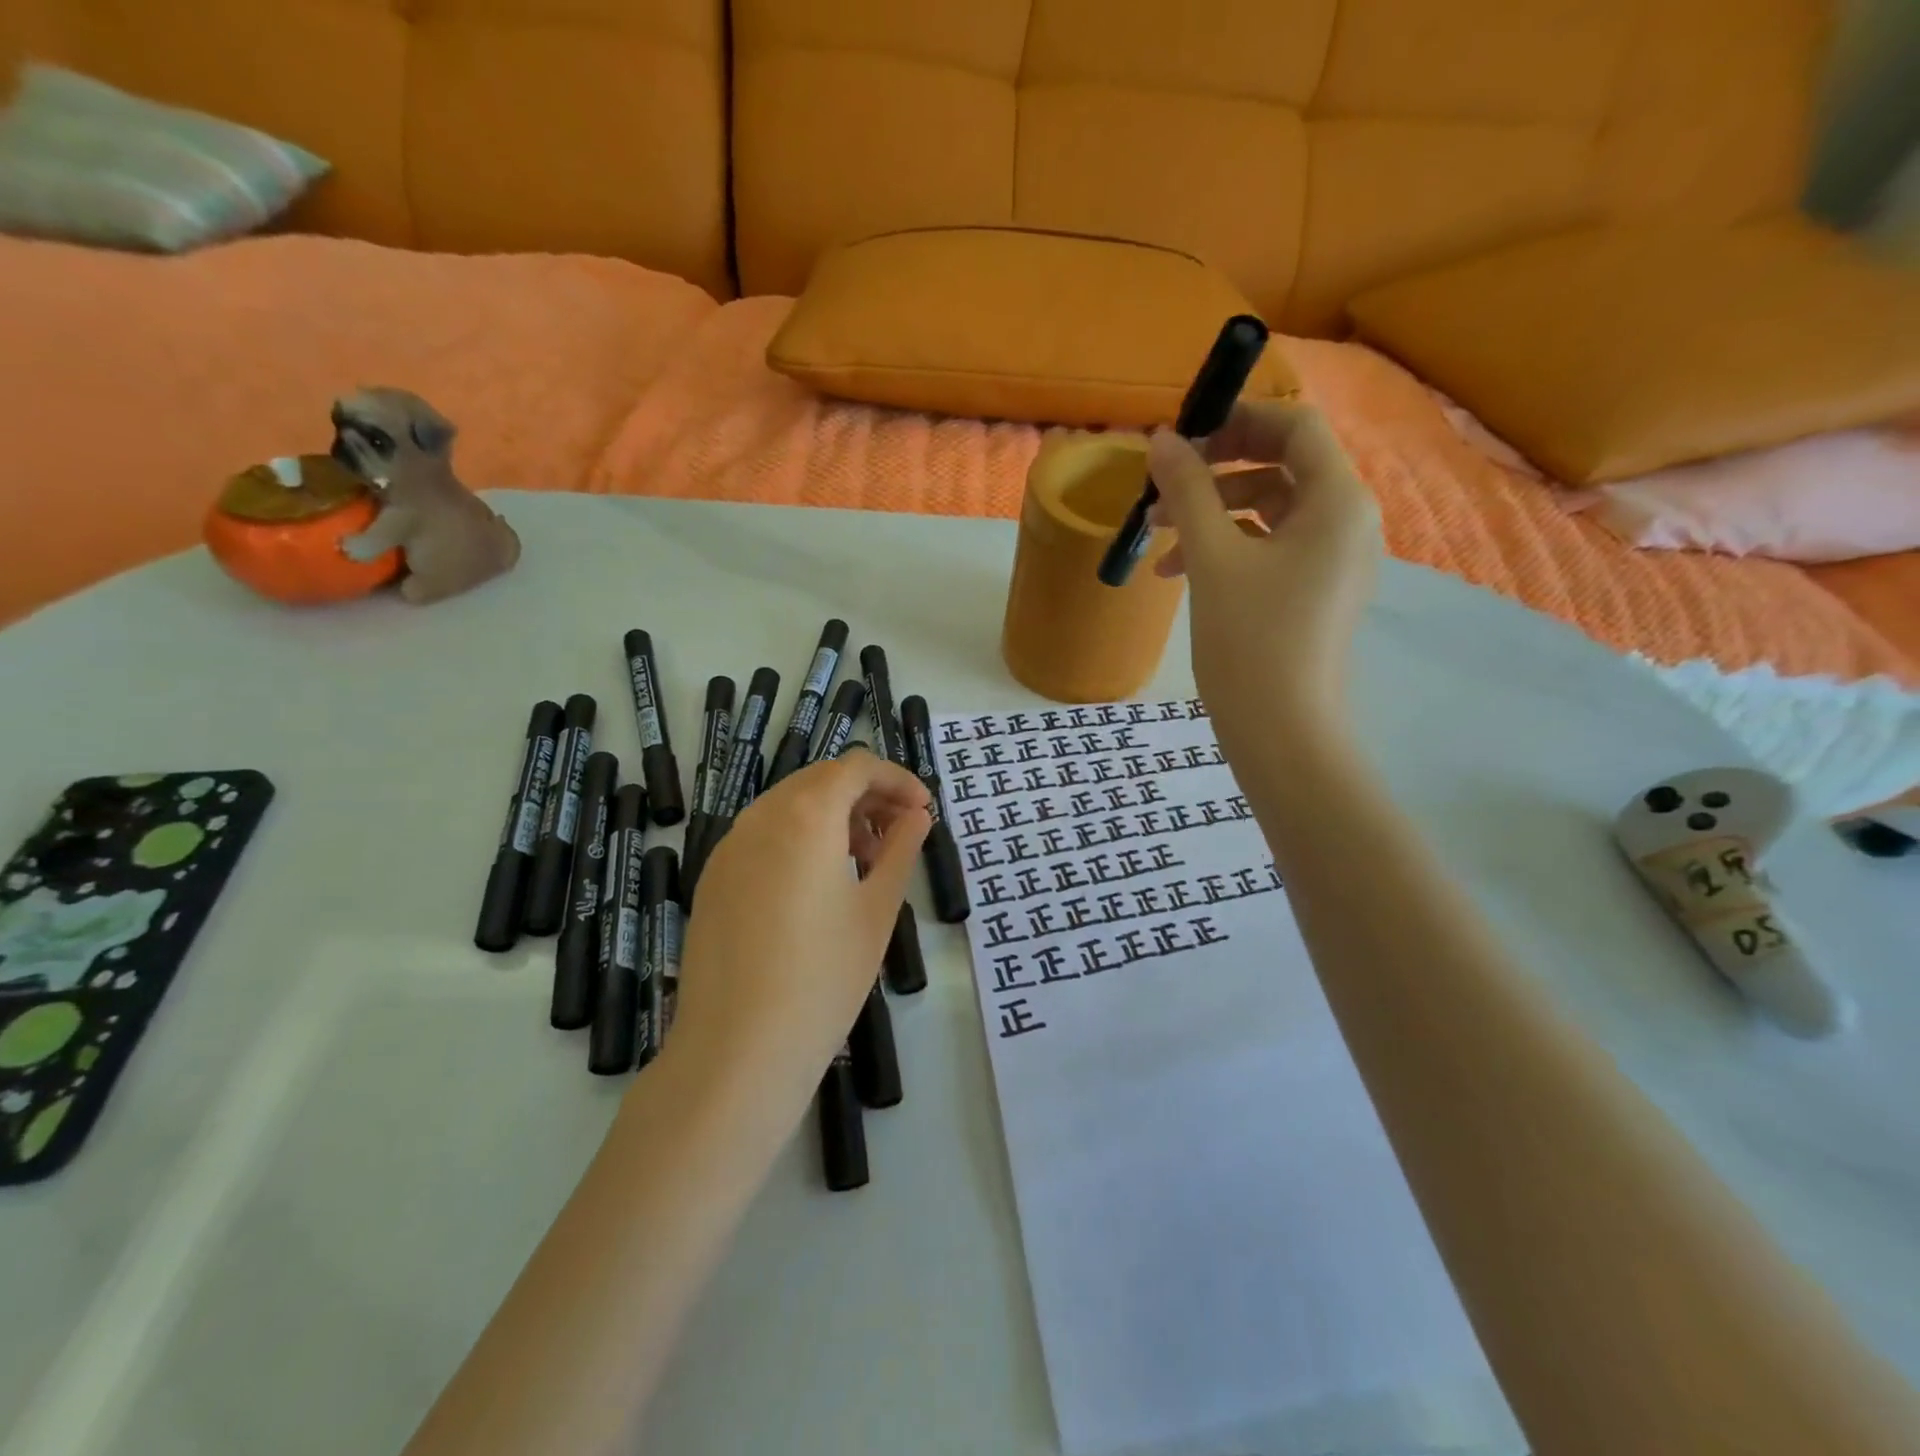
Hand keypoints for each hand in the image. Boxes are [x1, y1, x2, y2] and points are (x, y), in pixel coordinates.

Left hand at [666, 750, 930, 1110]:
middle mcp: (760, 817)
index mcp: (805, 814)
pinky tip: (818, 887)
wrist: (736, 1052)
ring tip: (864, 863)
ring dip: (833, 817)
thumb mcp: (877, 910)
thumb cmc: (823, 977)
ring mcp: (728, 848)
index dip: (896, 778)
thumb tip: (916, 816)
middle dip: (866, 796)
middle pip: (820, 780)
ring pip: (789, 806)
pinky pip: (763, 836)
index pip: (856, 766)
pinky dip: (799, 840)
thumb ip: (900, 850)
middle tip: (900, 834)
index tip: (923, 810)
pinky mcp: (712, 880)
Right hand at [1146, 400, 1381, 746]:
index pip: (1295, 427)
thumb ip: (1189, 490)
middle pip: (1281, 467)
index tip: (1184, 437)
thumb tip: (1163, 439)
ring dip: (1211, 513)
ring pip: (1268, 511)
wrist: (1280, 730)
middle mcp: (1347, 522)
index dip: (1238, 420)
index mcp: (1338, 501)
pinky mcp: (1314, 592)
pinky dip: (1226, 549)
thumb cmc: (1249, 638)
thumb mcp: (1212, 557)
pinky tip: (1176, 570)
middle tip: (1163, 485)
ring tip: (1156, 533)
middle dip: (1215, 472)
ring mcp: (1332, 561)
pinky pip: (1270, 549)